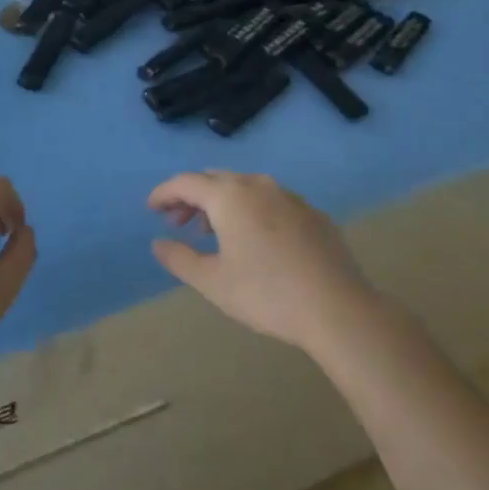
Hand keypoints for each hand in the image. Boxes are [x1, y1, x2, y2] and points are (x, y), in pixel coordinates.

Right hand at [149, 170, 372, 353]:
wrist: (338, 309)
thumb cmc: (266, 294)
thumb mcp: (213, 282)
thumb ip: (179, 258)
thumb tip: (159, 243)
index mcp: (230, 196)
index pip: (187, 182)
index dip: (165, 193)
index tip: (151, 208)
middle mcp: (258, 185)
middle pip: (216, 179)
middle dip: (192, 197)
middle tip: (177, 221)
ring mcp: (290, 197)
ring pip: (245, 188)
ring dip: (222, 203)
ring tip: (212, 233)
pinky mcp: (313, 214)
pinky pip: (271, 201)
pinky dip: (251, 211)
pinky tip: (254, 239)